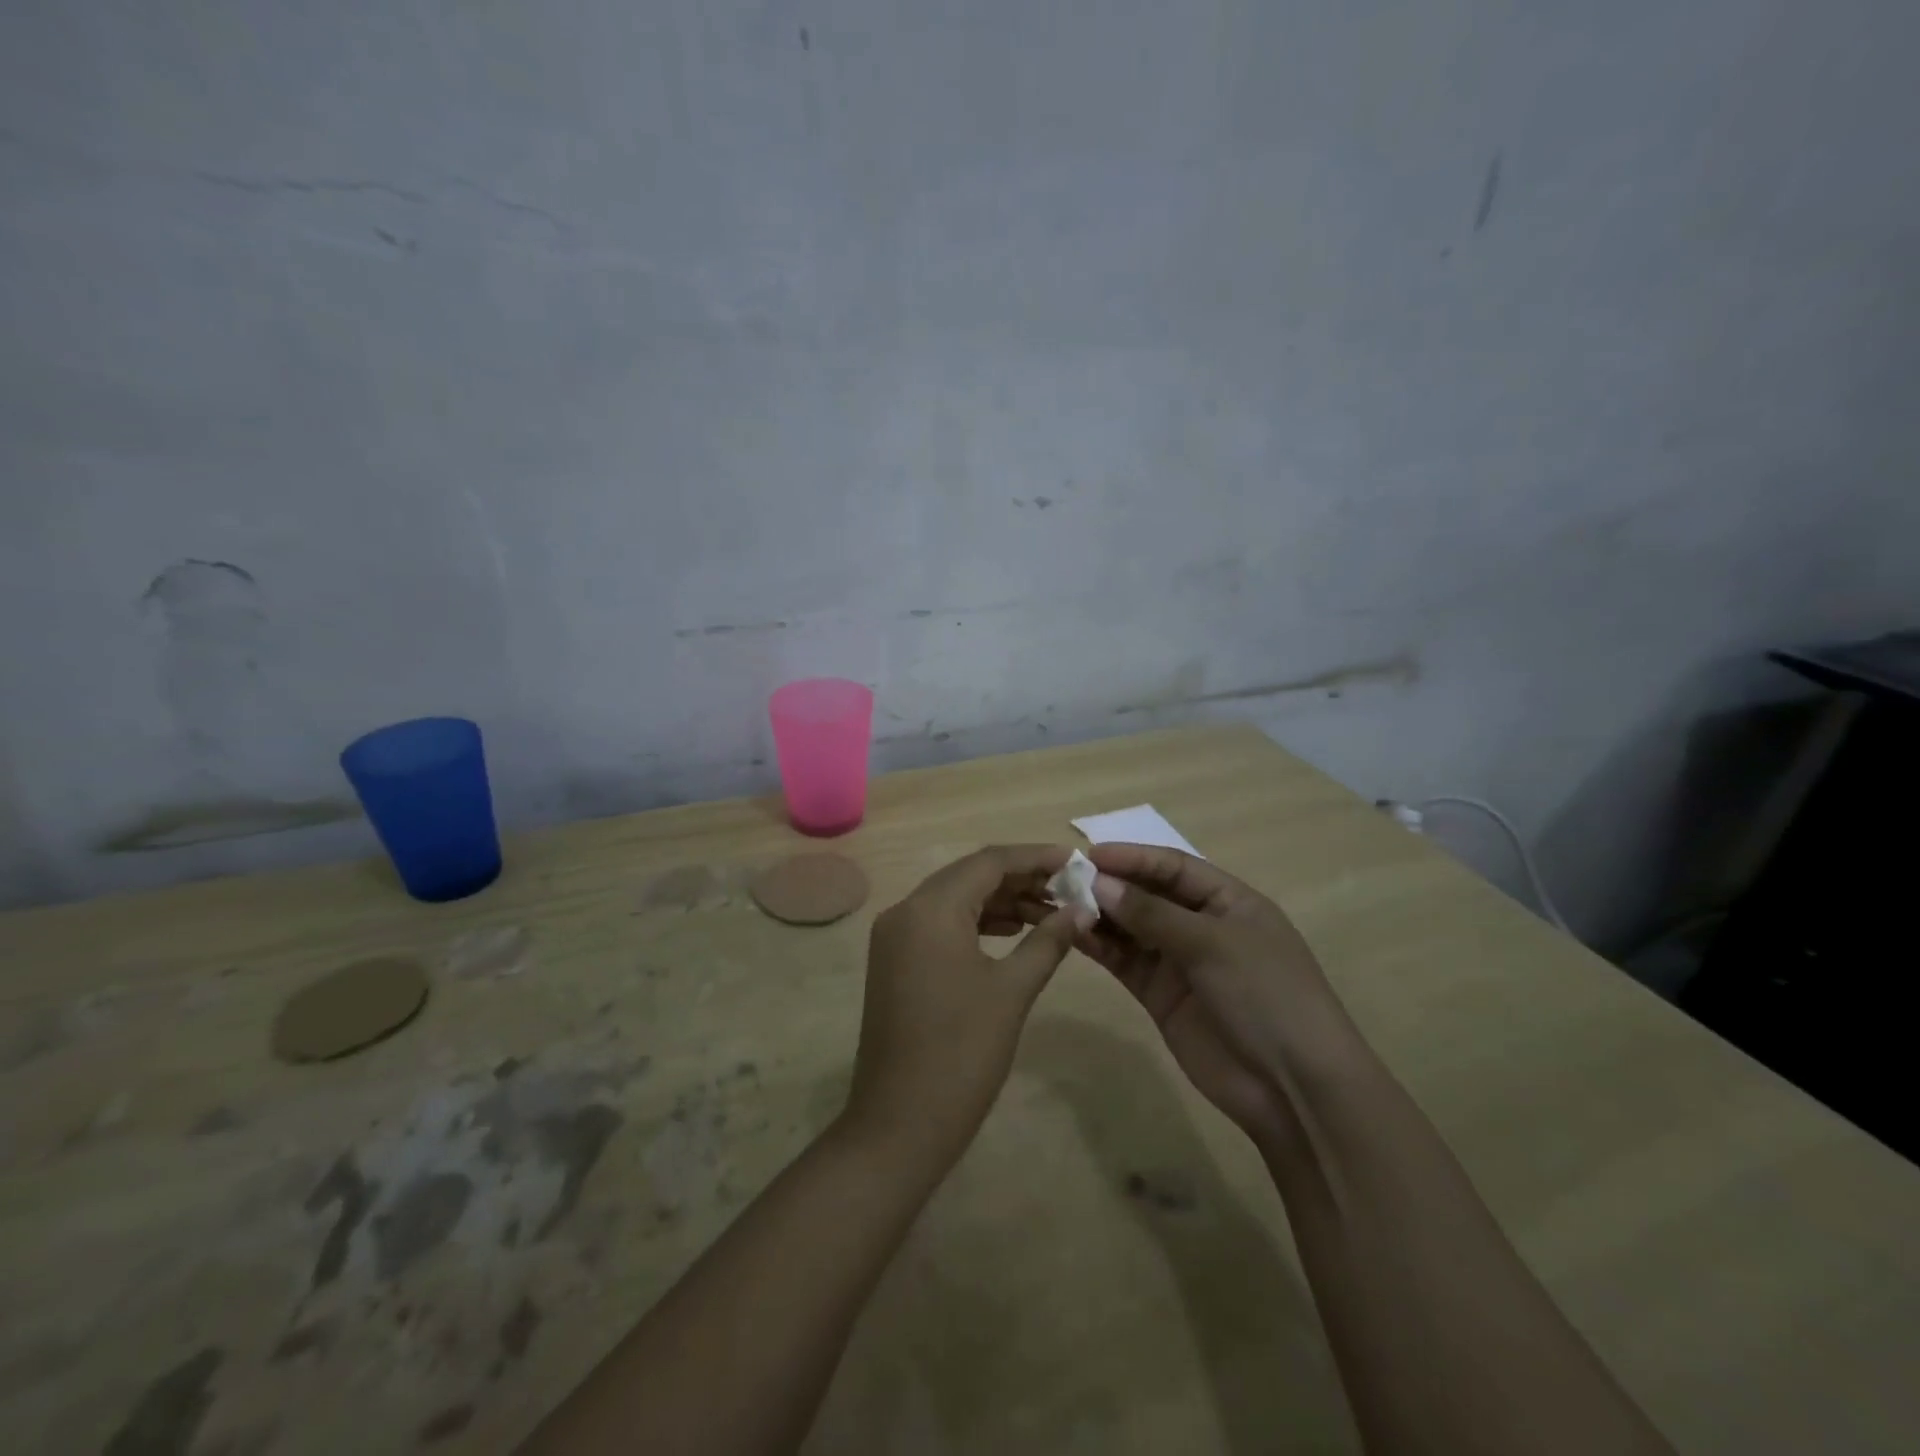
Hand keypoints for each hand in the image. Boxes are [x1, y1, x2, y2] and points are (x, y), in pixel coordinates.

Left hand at [845, 845, 1089, 1173]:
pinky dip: (977, 923)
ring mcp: (895, 936)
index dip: (1035, 857)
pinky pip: (940, 925)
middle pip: (970, 875)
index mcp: (930, 908)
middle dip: (1020, 878)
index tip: (1076, 861)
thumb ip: (1048, 940)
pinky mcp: (894, 961)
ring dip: (1000, 901)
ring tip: (1050, 912)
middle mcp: (905, 910)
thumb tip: (1081, 909)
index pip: (989, 861)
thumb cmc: (961, 1054)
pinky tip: (1012, 933)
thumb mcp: (1012, 991)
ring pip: (955, 900)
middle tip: (1068, 889)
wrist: (898, 1126)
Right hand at [1073, 844, 1350, 1146]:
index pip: (1174, 867)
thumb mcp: (1212, 944)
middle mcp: (1202, 925)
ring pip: (1132, 927)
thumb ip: (1152, 913)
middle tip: (1065, 879)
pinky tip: (1074, 935)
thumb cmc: (1265, 994)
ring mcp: (1180, 961)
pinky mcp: (1161, 995)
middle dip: (1111, 885)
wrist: (1292, 1087)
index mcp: (1229, 901)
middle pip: (1149, 894)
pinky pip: (1126, 961)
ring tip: (1061, 905)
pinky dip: (1101, 947)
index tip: (1090, 854)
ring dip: (1100, 915)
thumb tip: (1098, 883)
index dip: (1133, 857)